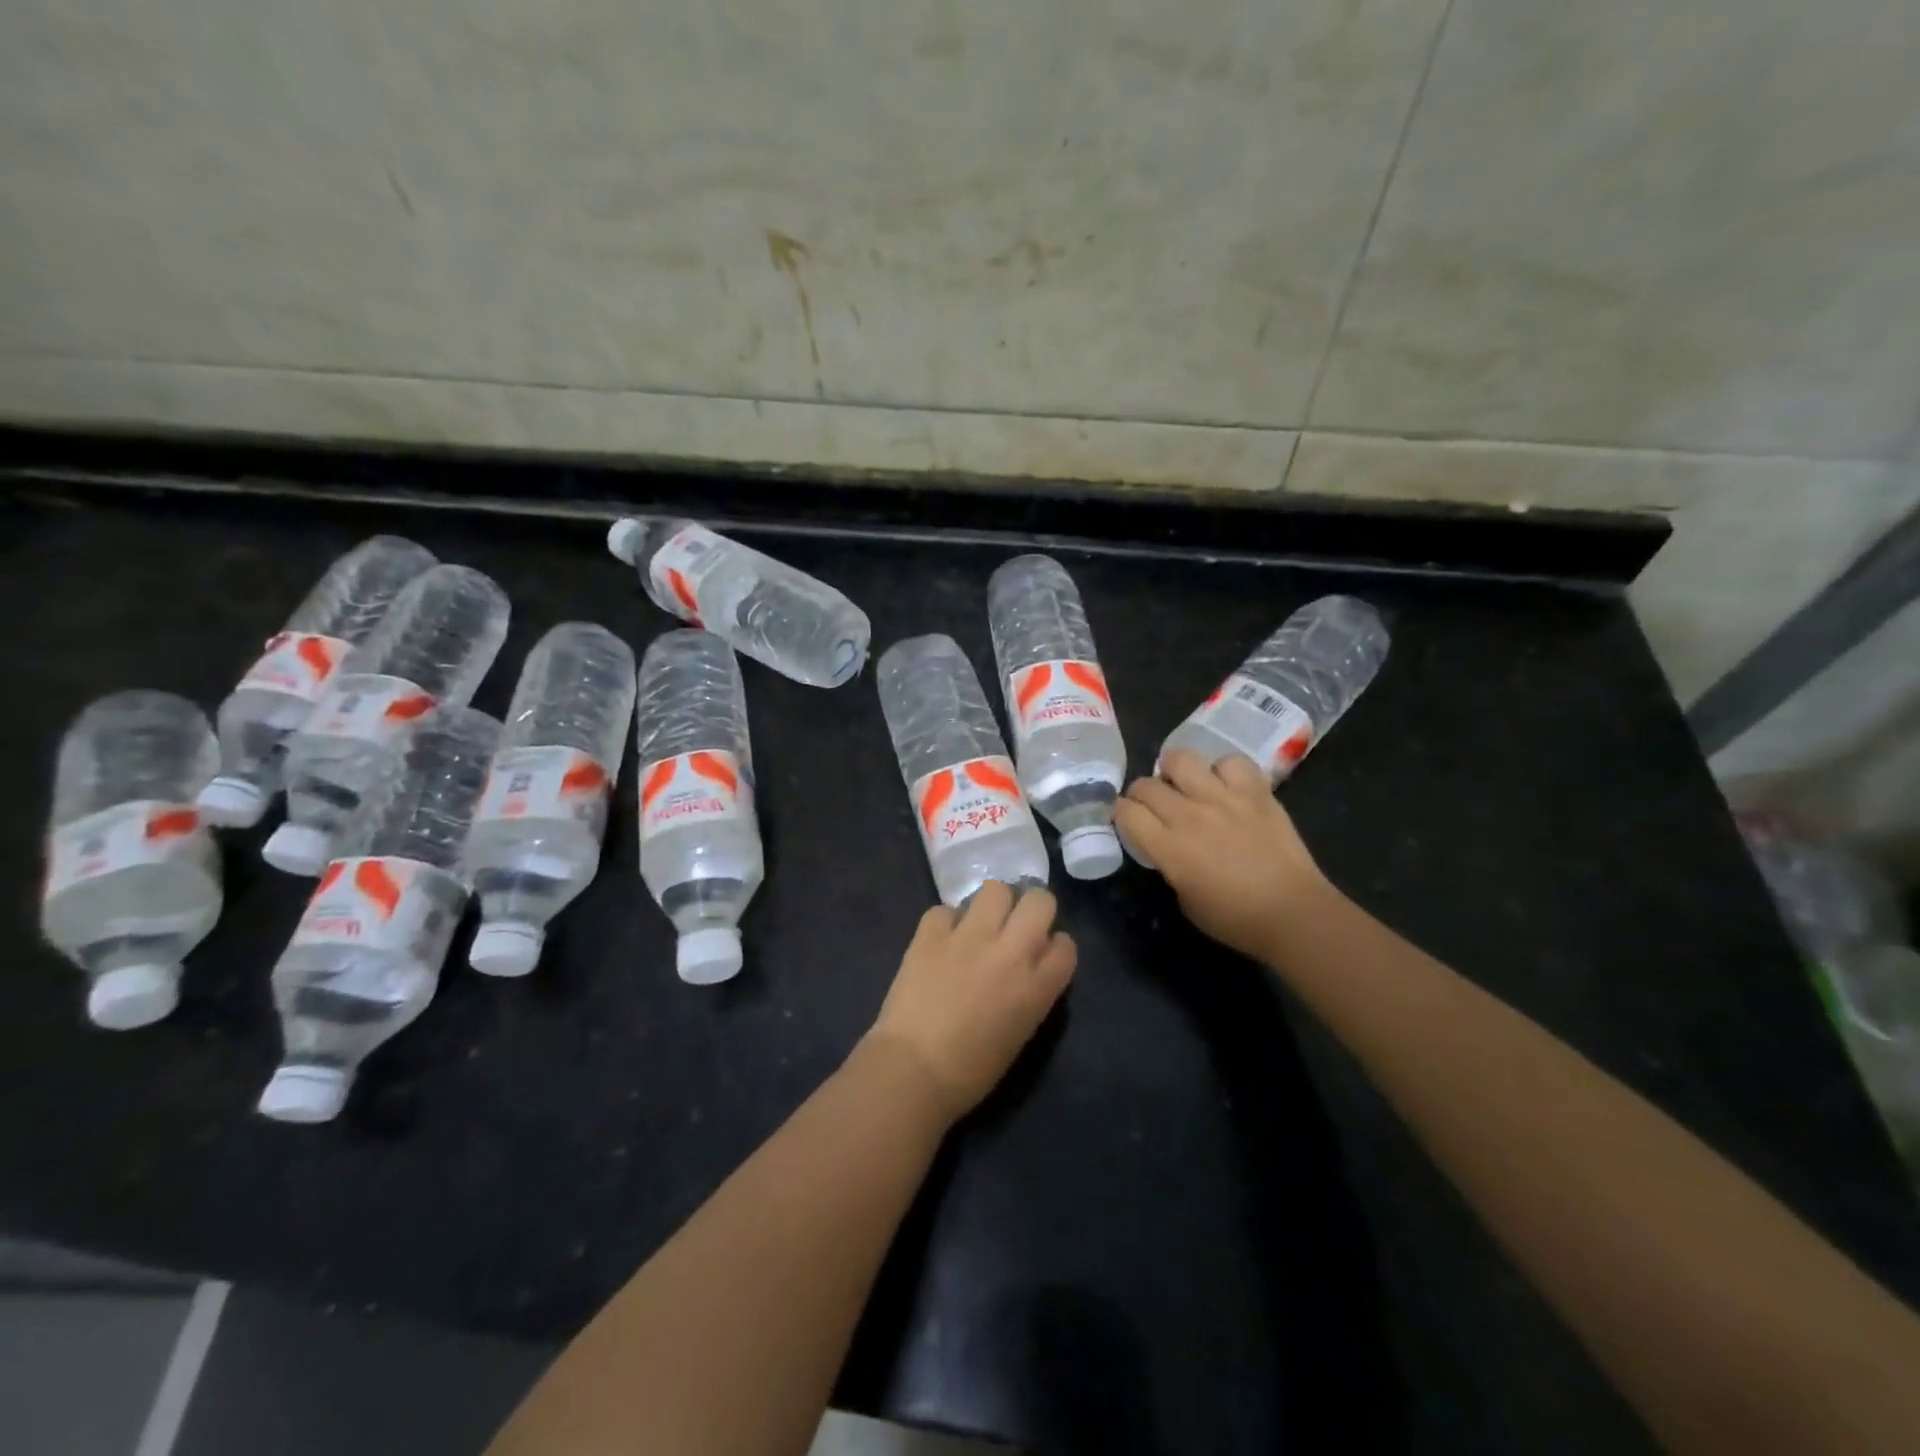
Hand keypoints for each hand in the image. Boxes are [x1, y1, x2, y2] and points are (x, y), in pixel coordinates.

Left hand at [866, 882, 1077, 1121]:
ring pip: (995, 889)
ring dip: (992, 905)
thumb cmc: (969, 1071)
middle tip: (1016, 925)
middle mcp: (1009, 952)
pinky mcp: (931, 933)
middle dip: (1033, 908)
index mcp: (1036, 987)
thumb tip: (1027, 969)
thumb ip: (1032, 994)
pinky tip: (941, 941)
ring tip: (979, 925)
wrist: (911, 1071)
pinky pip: (945, 909)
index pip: (1065, 946)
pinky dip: (946, 922)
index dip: (1055, 946)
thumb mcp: (1019, 1034)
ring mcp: (969, 937)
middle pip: (1040, 901)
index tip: (1043, 953)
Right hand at [1114, 749, 1331, 962]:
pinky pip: (1231, 762)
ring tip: (1184, 783)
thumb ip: (1170, 866)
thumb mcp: (1185, 901)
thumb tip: (1169, 849)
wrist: (1293, 913)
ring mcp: (1223, 798)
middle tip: (1153, 806)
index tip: (1128, 821)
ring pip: (1181, 758)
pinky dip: (1223, 770)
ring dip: (1174, 770)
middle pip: (1146, 785)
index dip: (1120, 814)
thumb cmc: (1236, 919)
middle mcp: (1189, 815)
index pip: (1125, 812)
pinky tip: (1226, 785)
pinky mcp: (1255, 792)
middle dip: (1141, 794)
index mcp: (1168, 847)